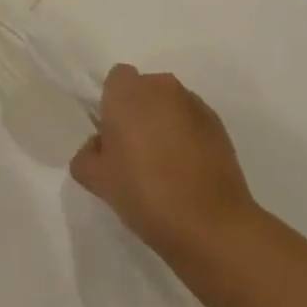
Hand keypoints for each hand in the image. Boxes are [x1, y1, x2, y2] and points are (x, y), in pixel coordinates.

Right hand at [70, 65, 257, 260]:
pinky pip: (192, 122)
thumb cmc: (145, 193)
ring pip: (169, 106)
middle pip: (144, 90)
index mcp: (128, 92)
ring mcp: (195, 105)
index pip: (115, 80)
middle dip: (138, 113)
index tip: (112, 137)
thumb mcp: (96, 180)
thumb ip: (86, 155)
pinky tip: (187, 173)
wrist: (211, 226)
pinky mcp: (220, 126)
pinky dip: (187, 138)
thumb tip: (99, 148)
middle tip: (134, 153)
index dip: (111, 105)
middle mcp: (162, 88)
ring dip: (164, 124)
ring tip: (165, 167)